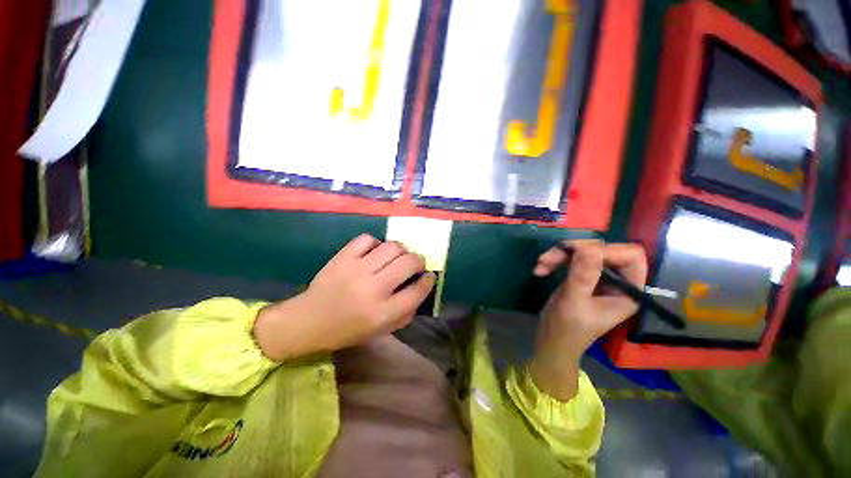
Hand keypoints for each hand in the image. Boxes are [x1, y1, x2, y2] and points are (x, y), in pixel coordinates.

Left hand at [253, 234, 434, 360]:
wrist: (308, 321)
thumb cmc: (348, 330)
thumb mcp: (381, 330)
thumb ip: (406, 311)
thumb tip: (421, 285)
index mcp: (383, 312)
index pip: (417, 290)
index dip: (428, 280)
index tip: (428, 276)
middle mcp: (373, 289)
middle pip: (409, 262)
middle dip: (419, 261)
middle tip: (414, 264)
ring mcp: (356, 270)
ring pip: (392, 247)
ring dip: (401, 250)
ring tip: (396, 257)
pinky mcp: (342, 258)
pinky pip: (368, 239)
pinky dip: (375, 244)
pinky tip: (373, 253)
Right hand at [528, 240, 646, 400]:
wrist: (551, 341)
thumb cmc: (566, 329)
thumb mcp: (574, 302)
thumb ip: (582, 276)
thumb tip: (588, 247)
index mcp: (628, 291)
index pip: (630, 257)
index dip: (606, 251)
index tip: (576, 254)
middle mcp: (618, 281)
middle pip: (604, 249)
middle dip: (575, 251)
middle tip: (548, 258)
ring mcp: (599, 277)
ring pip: (585, 250)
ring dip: (560, 254)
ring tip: (540, 264)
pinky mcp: (582, 276)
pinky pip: (572, 257)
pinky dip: (556, 259)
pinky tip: (541, 268)